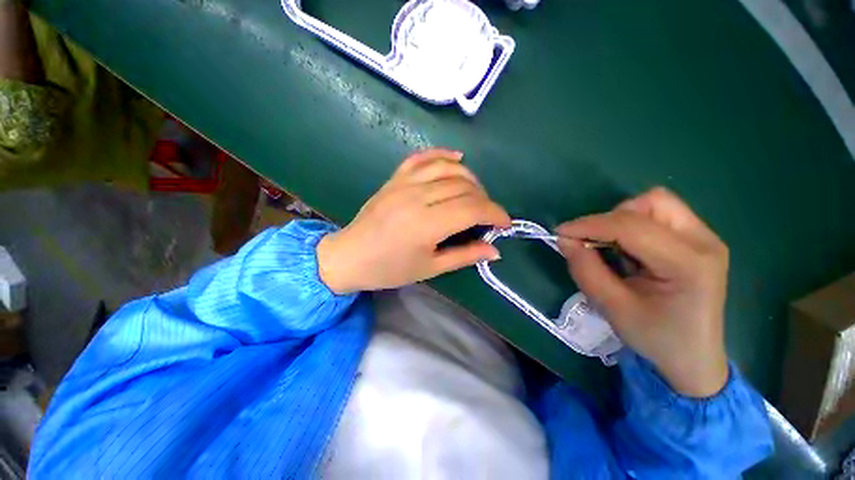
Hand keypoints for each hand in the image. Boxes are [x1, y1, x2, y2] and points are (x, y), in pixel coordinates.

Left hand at [317, 148, 510, 293]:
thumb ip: (465, 256)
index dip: (495, 213)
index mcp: (427, 224)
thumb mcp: (430, 268)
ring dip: (470, 178)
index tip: (504, 223)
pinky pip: (422, 157)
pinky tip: (457, 158)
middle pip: (464, 187)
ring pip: (448, 168)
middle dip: (485, 199)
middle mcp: (417, 197)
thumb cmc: (389, 269)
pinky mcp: (395, 178)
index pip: (472, 209)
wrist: (350, 256)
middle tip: (487, 215)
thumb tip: (495, 251)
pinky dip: (443, 154)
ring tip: (476, 193)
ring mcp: (404, 183)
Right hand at [556, 187, 728, 397]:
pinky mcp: (698, 239)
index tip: (561, 233)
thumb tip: (565, 240)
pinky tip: (627, 250)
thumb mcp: (612, 308)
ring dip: (622, 219)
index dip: (590, 225)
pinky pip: (658, 215)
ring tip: (611, 247)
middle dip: (611, 219)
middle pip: (651, 203)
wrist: (694, 357)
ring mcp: (705, 238)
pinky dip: (632, 225)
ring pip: (655, 204)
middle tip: (591, 243)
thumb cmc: (656, 338)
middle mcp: (704, 242)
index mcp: (689, 265)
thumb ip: (586, 270)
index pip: (632, 226)